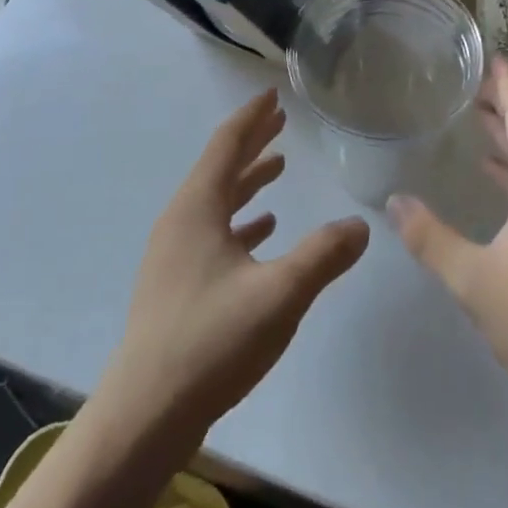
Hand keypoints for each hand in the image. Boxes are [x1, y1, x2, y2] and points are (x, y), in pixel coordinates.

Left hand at [100, 90, 370, 448]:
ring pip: (216, 201)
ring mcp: (175, 254)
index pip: (226, 145)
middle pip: (220, 167)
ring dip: (247, 181)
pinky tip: (263, 230)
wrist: (145, 414)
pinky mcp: (177, 284)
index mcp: (197, 208)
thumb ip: (323, 256)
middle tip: (280, 121)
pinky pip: (213, 233)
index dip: (251, 117)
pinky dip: (240, 221)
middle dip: (251, 142)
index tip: (271, 94)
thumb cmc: (211, 341)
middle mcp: (181, 221)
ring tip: (278, 166)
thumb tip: (362, 225)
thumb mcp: (279, 294)